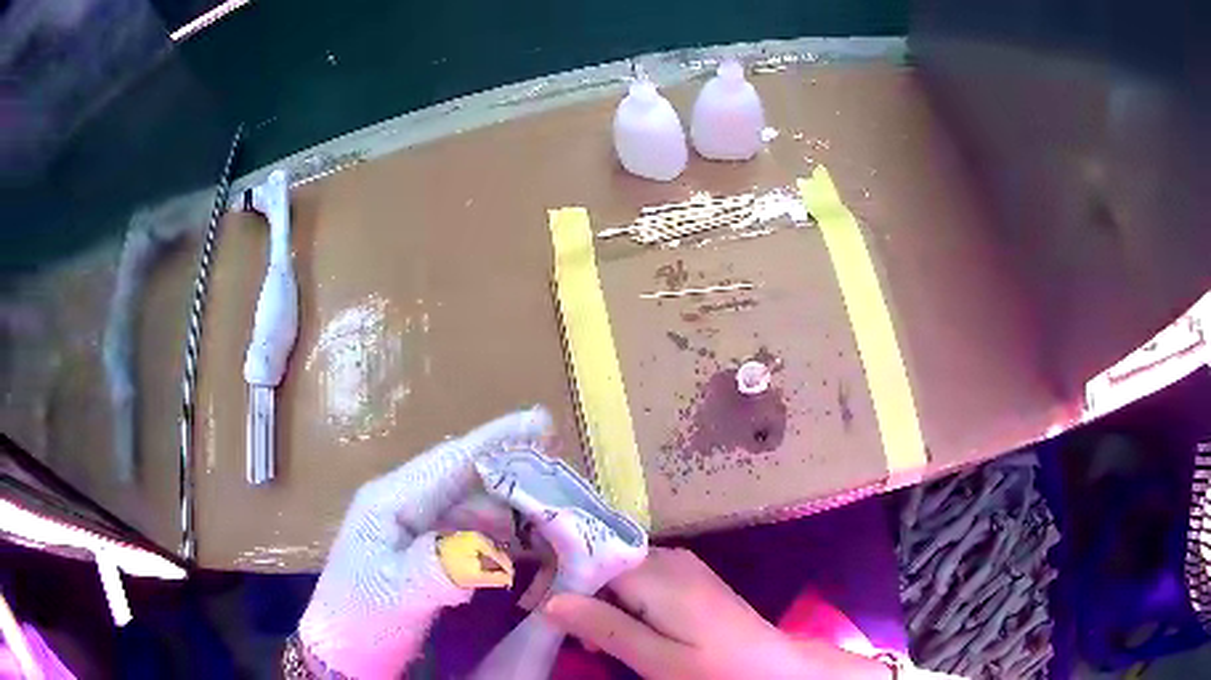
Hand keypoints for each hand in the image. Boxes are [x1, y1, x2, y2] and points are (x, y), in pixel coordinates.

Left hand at [298, 407, 552, 679]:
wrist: (342, 648)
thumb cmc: (361, 616)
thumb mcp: (396, 593)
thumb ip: (438, 568)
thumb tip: (490, 552)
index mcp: (392, 500)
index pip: (451, 460)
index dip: (498, 439)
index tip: (544, 420)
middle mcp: (403, 504)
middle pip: (464, 478)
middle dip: (512, 471)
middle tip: (562, 473)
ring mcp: (412, 529)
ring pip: (469, 506)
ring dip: (509, 506)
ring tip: (552, 512)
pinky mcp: (421, 553)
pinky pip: (467, 533)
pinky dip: (497, 535)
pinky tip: (522, 545)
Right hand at [543, 547, 895, 679]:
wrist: (770, 666)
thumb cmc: (714, 668)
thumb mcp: (655, 659)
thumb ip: (605, 627)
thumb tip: (551, 602)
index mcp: (659, 575)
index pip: (591, 555)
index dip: (557, 576)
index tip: (535, 606)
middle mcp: (669, 558)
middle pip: (603, 559)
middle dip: (575, 590)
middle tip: (563, 631)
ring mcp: (681, 565)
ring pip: (618, 569)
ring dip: (596, 598)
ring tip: (592, 639)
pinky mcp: (688, 577)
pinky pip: (639, 577)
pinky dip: (619, 599)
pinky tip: (621, 628)